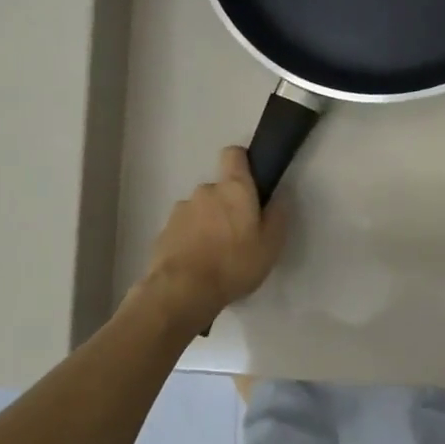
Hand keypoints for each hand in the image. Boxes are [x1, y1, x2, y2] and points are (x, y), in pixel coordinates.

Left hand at [136, 147, 288, 330]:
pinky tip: (198, 263)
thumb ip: (277, 216)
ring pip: (200, 209)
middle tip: (238, 234)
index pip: (234, 154)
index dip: (242, 162)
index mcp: (234, 188)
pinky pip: (184, 228)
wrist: (183, 289)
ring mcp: (181, 209)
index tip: (251, 182)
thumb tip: (279, 196)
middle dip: (227, 205)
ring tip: (216, 254)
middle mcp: (205, 191)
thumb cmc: (235, 264)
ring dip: (208, 223)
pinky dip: (191, 239)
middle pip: (219, 188)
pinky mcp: (165, 230)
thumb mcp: (270, 245)